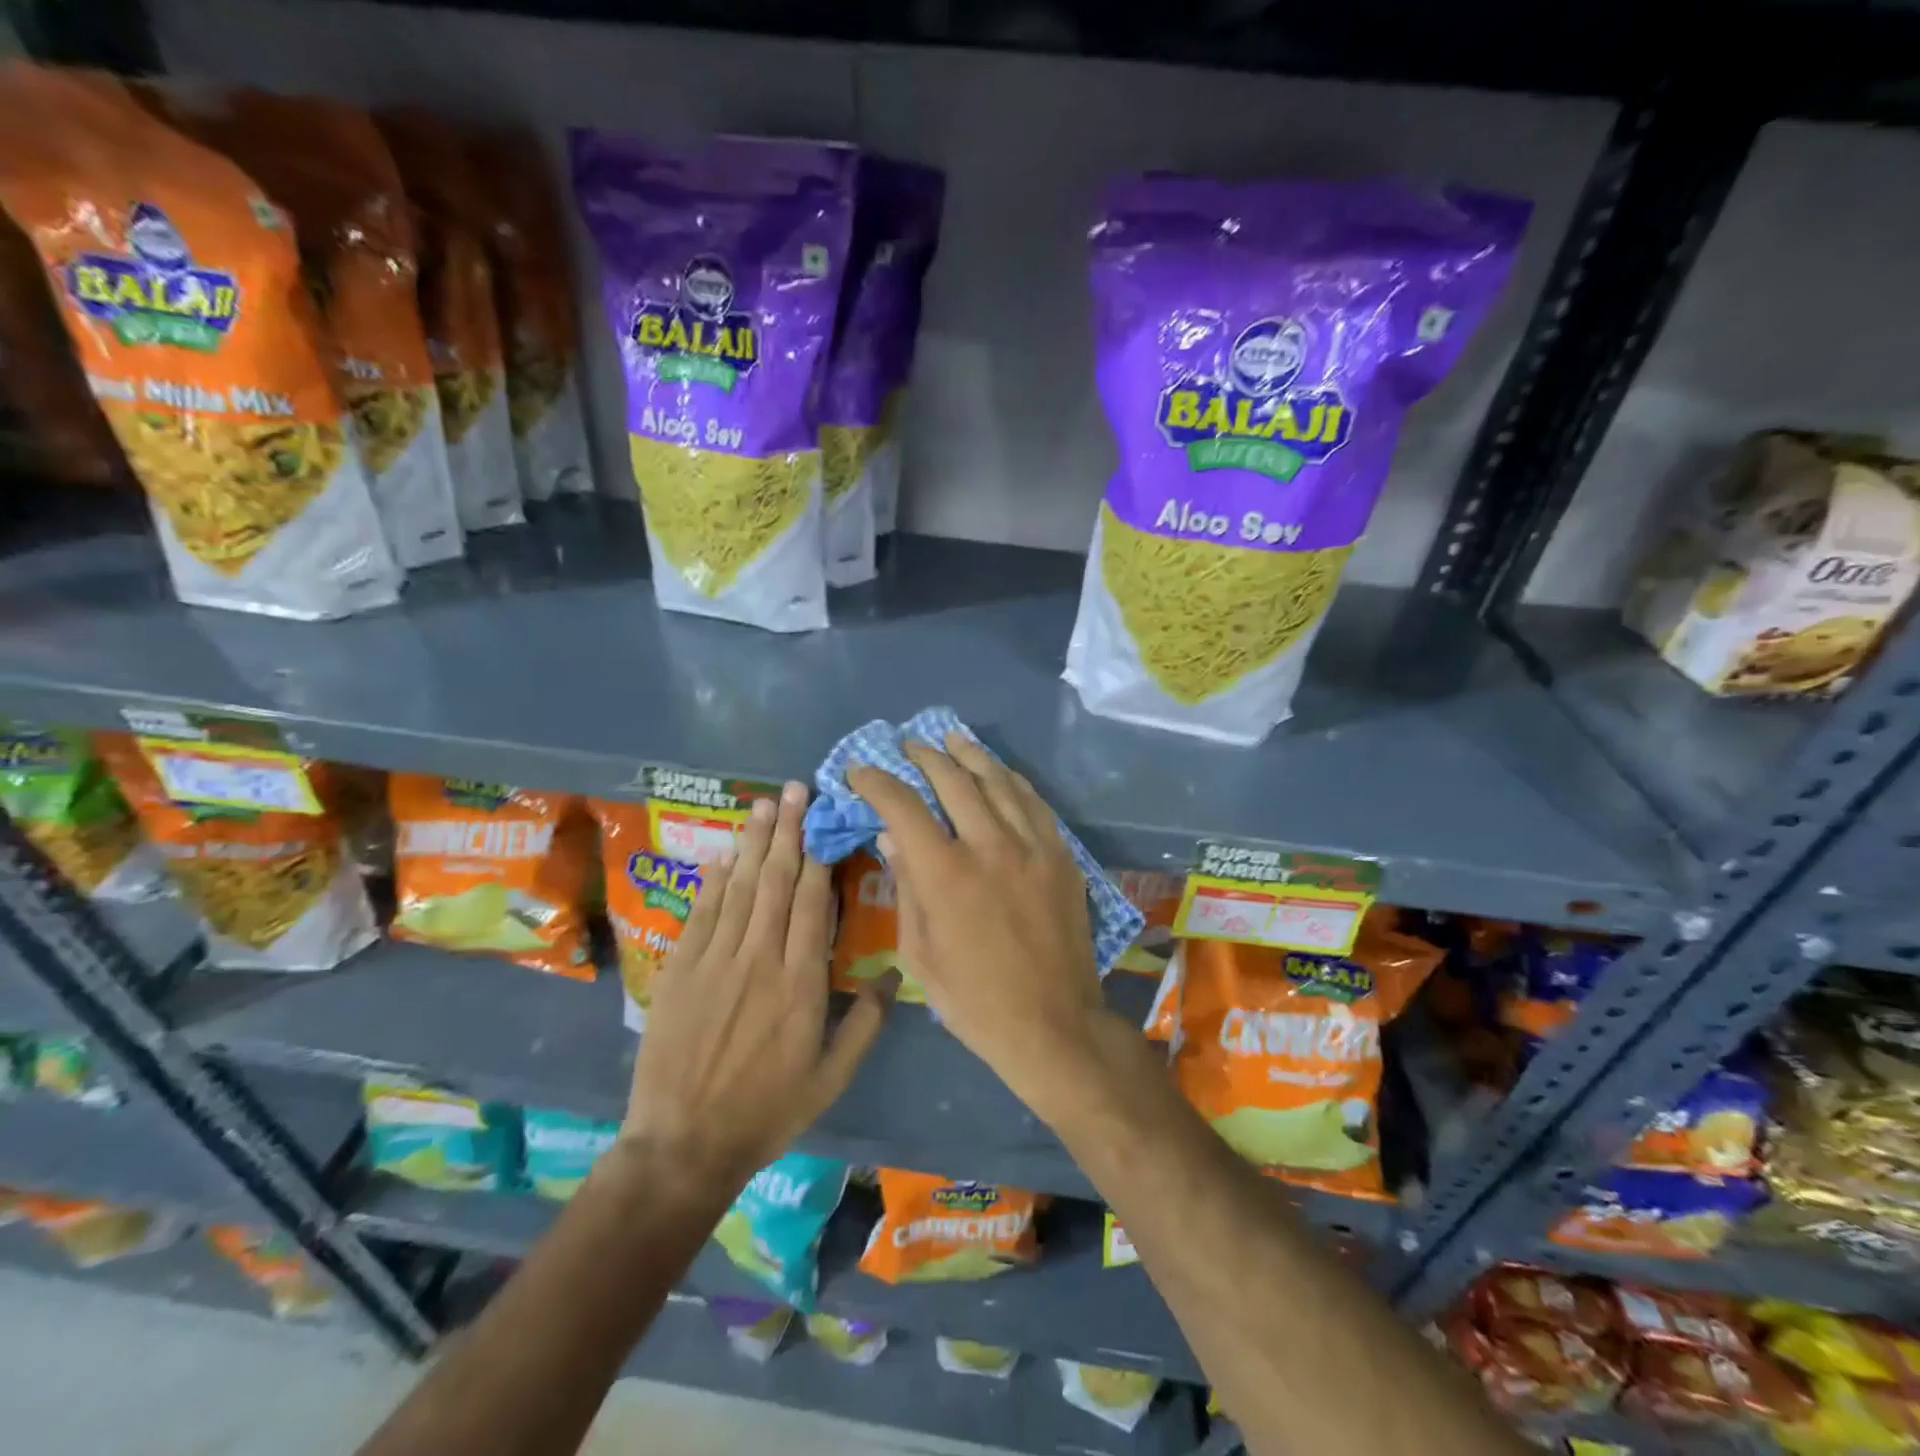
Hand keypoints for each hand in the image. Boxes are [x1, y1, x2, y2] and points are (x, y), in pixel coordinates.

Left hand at [623, 781, 888, 1191]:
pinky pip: (701, 913)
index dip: (818, 856)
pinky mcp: (680, 970)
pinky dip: (713, 881)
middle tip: (796, 789)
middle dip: (788, 831)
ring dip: (753, 842)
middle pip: (775, 881)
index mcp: (800, 981)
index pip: (811, 903)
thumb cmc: (768, 1110)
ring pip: (739, 888)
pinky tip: (723, 854)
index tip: (824, 820)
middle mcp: (758, 958)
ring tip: (765, 804)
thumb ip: (867, 1023)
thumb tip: (895, 974)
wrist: (683, 1144)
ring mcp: (714, 960)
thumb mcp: (833, 1076)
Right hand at [848, 734, 1107, 1117]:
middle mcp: (990, 846)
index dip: (876, 781)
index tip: (859, 771)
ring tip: (950, 738)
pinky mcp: (1061, 855)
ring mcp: (1032, 846)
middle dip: (924, 757)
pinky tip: (998, 771)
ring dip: (969, 755)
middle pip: (953, 780)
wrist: (1054, 1025)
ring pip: (997, 781)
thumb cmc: (975, 1000)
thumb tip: (891, 836)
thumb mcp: (920, 954)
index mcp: (946, 874)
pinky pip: (1034, 802)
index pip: (903, 806)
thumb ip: (906, 887)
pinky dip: (1011, 779)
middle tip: (907, 746)